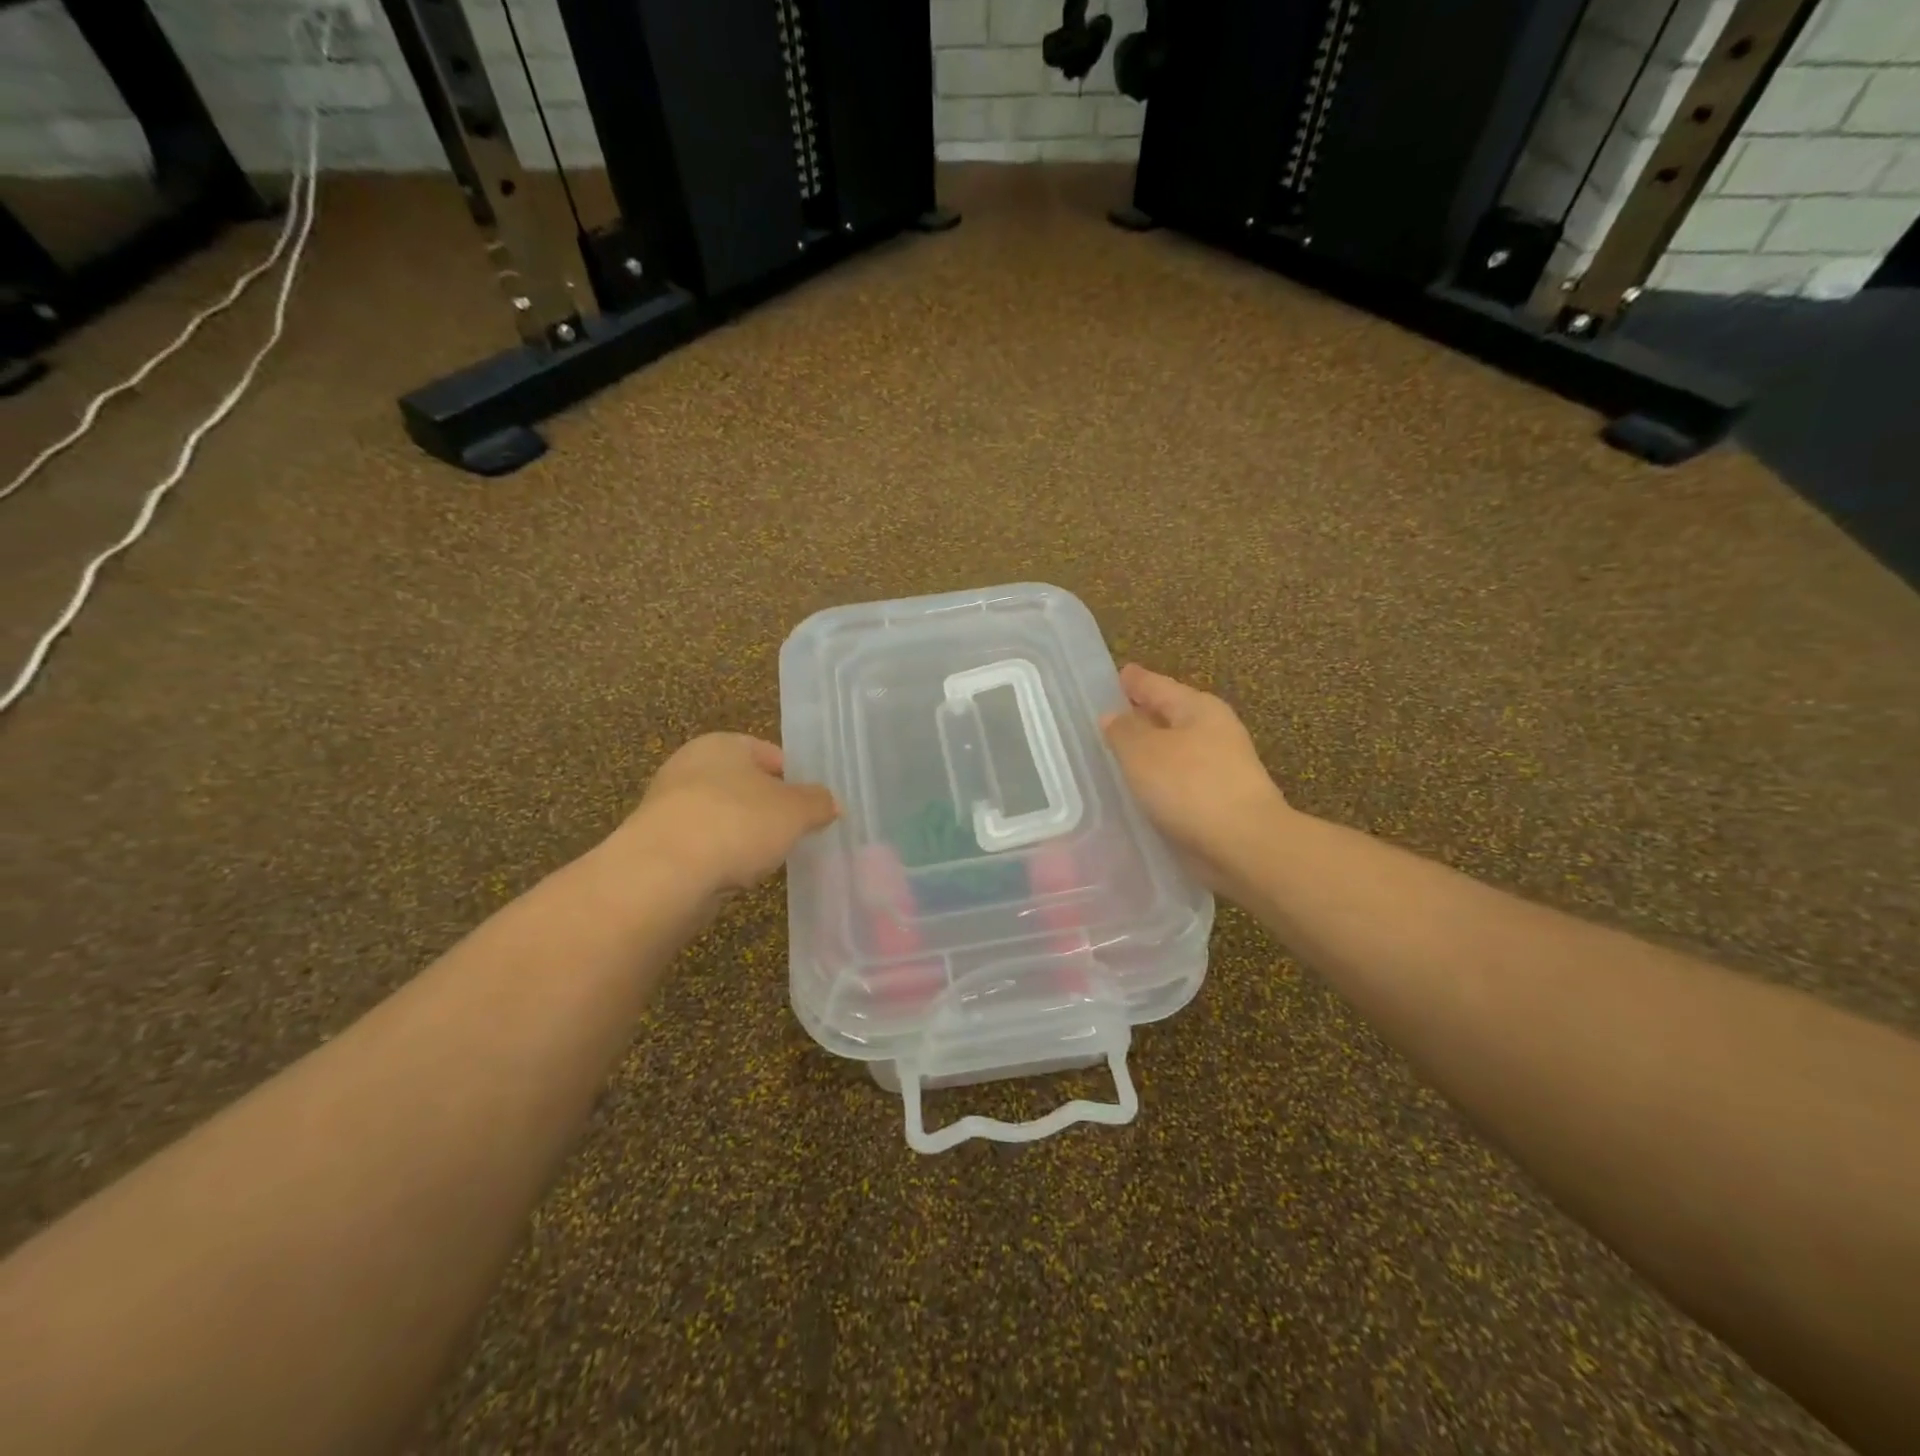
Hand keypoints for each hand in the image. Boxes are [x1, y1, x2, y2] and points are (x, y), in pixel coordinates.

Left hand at [616, 733, 838, 895]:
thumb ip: (818, 803)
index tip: (813, 806)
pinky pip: (703, 845)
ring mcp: (669, 805)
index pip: (769, 753)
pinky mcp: (657, 843)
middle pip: (744, 785)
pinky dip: (720, 857)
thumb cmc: (737, 823)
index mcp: (722, 744)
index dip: (795, 778)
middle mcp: (690, 766)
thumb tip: (831, 803)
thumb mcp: (795, 811)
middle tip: (794, 833)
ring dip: (744, 835)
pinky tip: (735, 875)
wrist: (664, 873)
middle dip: (769, 808)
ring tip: (767, 859)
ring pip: (723, 816)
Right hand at [1101, 664, 1290, 889]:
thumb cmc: (1190, 786)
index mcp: (1198, 708)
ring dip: (1150, 751)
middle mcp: (1214, 730)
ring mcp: (1221, 766)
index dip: (1135, 681)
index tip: (1118, 674)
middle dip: (1142, 715)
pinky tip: (1141, 789)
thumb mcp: (1142, 752)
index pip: (1157, 685)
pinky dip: (1160, 779)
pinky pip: (1180, 780)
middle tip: (1109, 717)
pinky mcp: (1220, 800)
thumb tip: (1114, 716)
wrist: (1244, 844)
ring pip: (1175, 749)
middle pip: (1169, 715)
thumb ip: (1123, 731)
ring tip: (1118, 755)